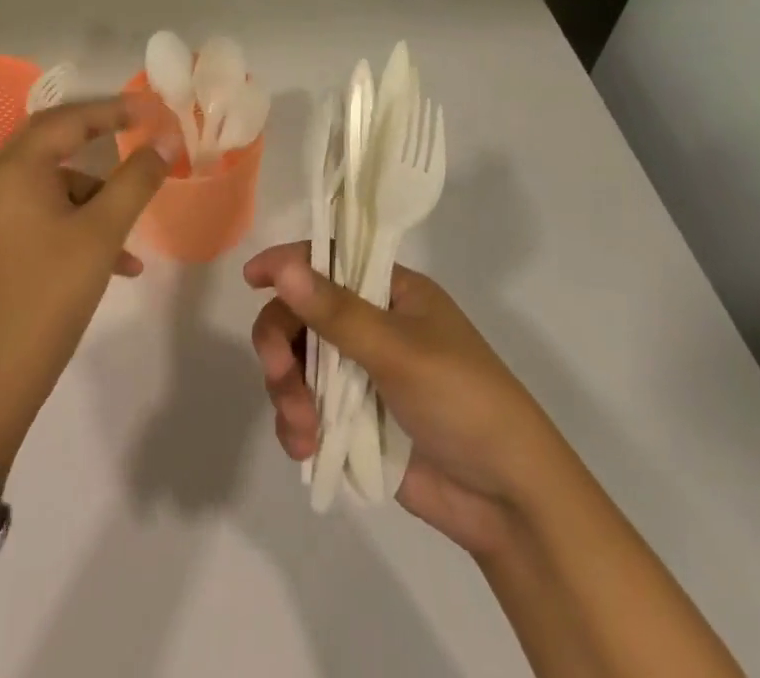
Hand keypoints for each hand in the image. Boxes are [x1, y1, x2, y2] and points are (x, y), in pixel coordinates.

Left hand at [0, 97, 175, 490]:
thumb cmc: (49, 294)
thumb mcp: (103, 233)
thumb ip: (136, 180)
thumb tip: (166, 141)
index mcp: (17, 169)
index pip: (69, 118)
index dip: (113, 109)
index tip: (152, 109)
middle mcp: (1, 182)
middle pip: (57, 142)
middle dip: (101, 138)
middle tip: (140, 133)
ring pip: (57, 185)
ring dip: (99, 197)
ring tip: (134, 233)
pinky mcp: (3, 245)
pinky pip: (49, 216)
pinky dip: (84, 226)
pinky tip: (119, 264)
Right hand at [244, 242, 554, 558]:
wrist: (507, 500)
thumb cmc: (462, 400)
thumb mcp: (399, 350)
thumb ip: (337, 312)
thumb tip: (283, 265)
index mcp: (391, 291)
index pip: (330, 259)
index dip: (290, 263)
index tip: (252, 278)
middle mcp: (372, 324)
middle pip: (303, 314)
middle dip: (282, 345)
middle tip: (279, 375)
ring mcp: (361, 374)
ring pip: (298, 364)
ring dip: (287, 391)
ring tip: (302, 428)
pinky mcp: (354, 420)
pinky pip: (306, 407)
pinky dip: (296, 423)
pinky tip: (304, 447)